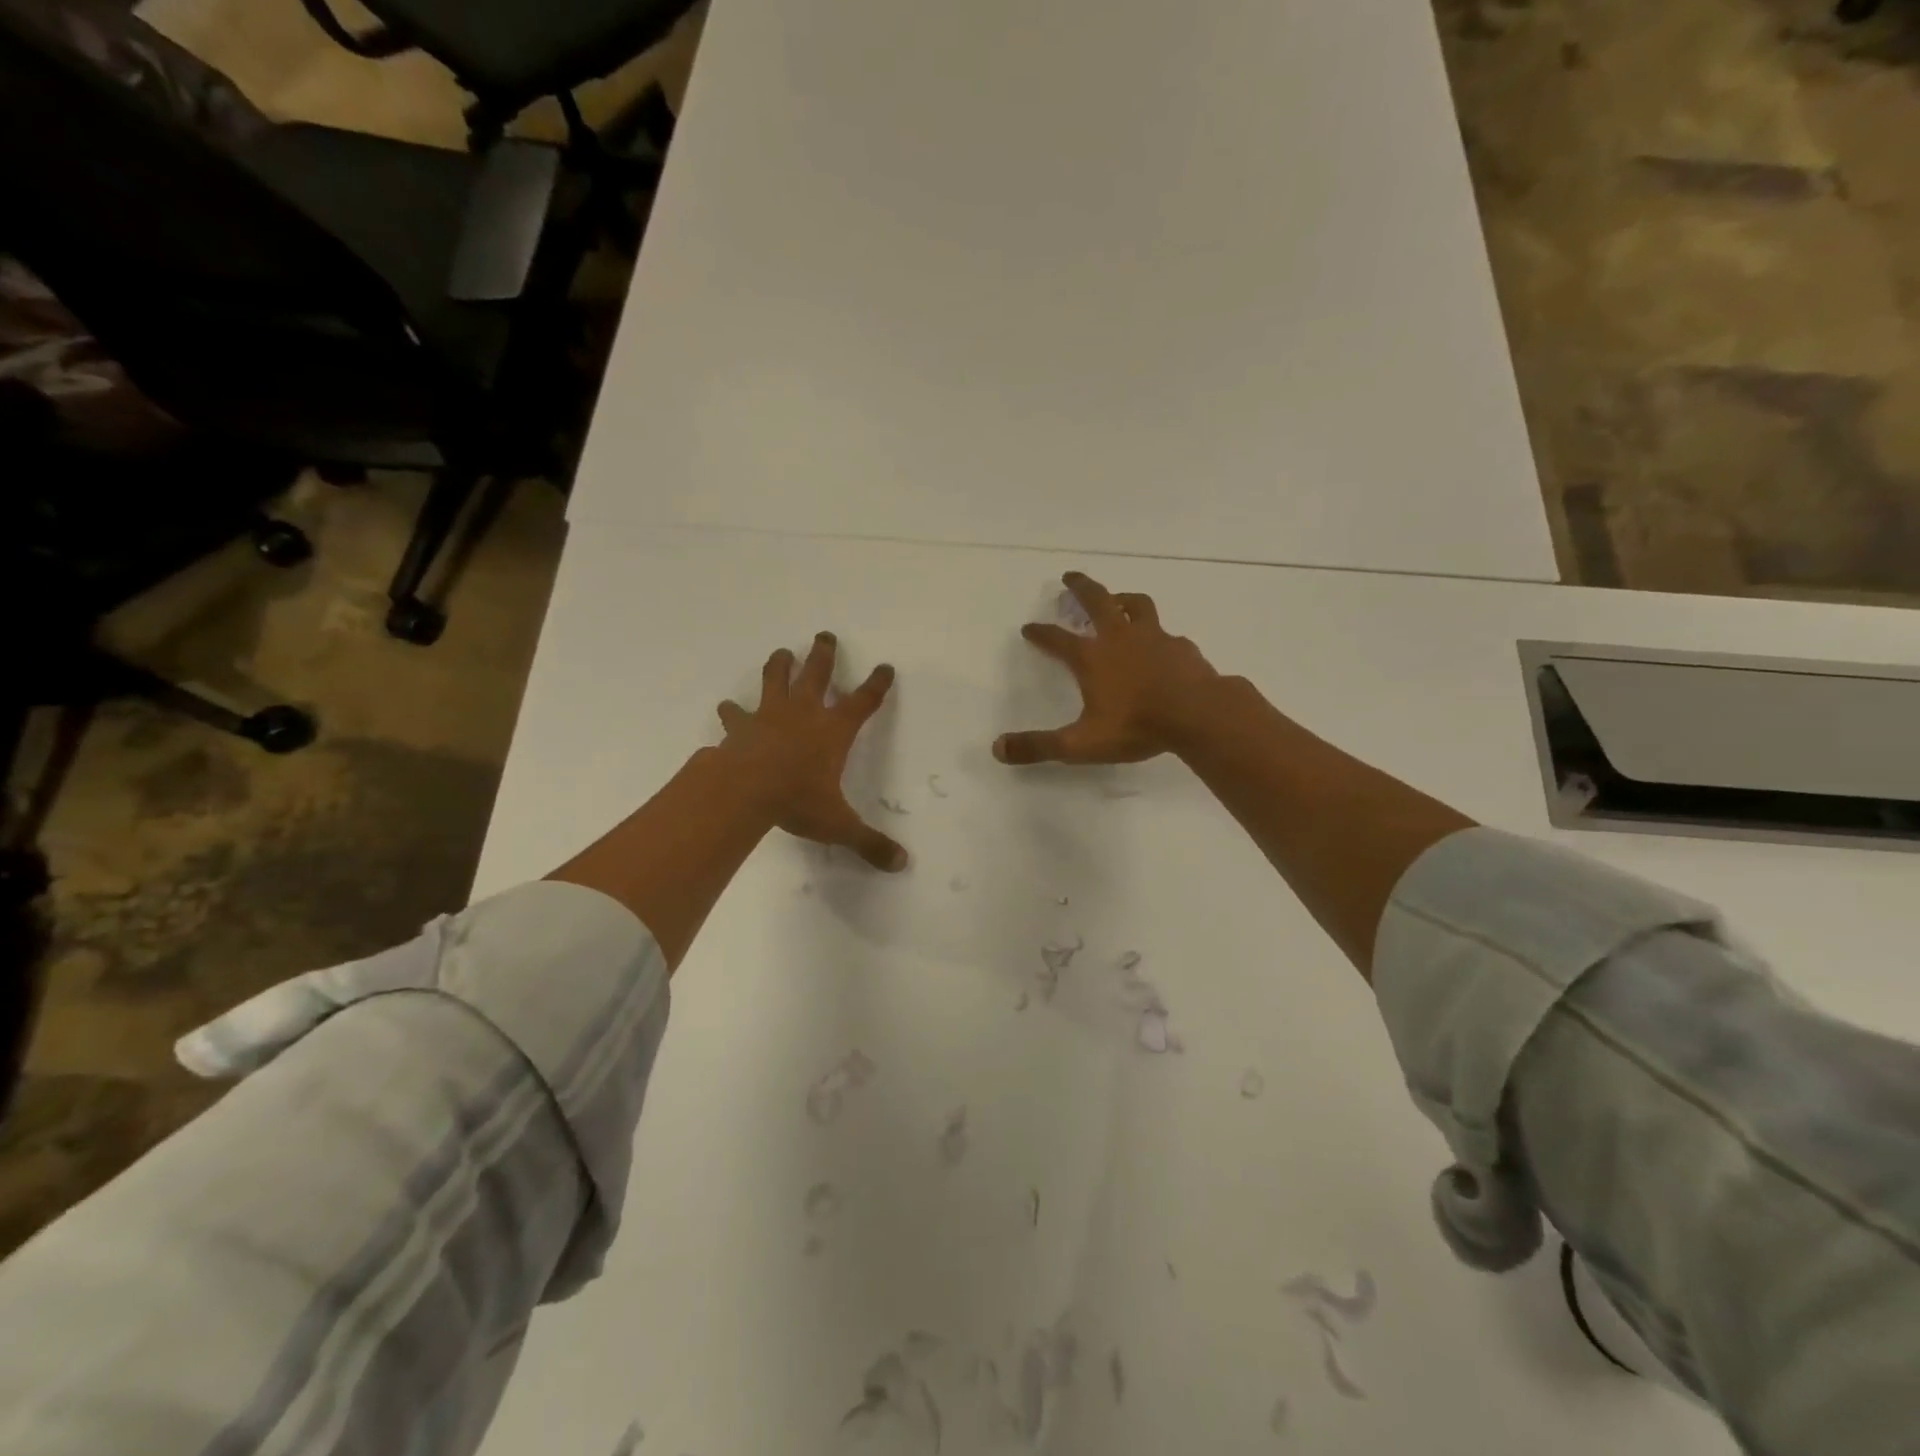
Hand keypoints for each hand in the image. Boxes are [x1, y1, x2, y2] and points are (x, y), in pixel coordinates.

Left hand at [717, 631, 908, 871]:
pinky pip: (734, 713)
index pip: (863, 702)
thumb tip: (901, 864)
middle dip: (823, 654)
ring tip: (781, 652)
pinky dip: (731, 710)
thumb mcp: (838, 825)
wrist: (744, 792)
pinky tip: (726, 707)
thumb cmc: (798, 801)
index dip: (876, 684)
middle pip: (817, 674)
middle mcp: (804, 714)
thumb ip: (868, 842)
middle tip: (825, 635)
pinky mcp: (740, 727)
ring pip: (775, 679)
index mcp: (834, 731)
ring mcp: (769, 715)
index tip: (885, 667)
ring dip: (779, 665)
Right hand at [994, 572, 1223, 765]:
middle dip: (1080, 587)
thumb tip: (998, 748)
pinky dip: (1158, 634)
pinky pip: (1167, 633)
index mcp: (1092, 657)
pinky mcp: (1182, 647)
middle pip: (1097, 601)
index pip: (1057, 639)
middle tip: (1069, 577)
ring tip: (1118, 599)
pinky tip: (1161, 645)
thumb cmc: (1136, 726)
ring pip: (1136, 605)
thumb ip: (1039, 746)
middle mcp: (1120, 638)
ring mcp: (1154, 638)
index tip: (1028, 627)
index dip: (1040, 633)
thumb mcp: (1080, 744)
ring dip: (1122, 599)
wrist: (1198, 715)